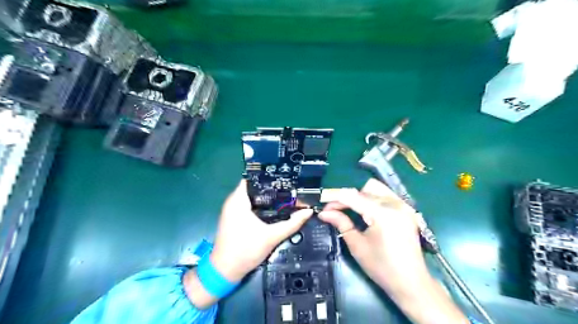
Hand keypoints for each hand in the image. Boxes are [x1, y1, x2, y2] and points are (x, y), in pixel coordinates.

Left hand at [211, 178, 313, 281]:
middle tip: (290, 186)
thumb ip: (292, 224)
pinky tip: (275, 208)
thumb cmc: (245, 251)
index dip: (269, 175)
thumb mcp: (272, 237)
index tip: (285, 176)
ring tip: (286, 194)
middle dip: (271, 186)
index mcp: (238, 200)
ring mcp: (232, 210)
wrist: (225, 271)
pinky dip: (261, 205)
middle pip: (254, 187)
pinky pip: (248, 205)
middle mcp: (233, 202)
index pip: (253, 178)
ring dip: (267, 196)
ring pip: (252, 196)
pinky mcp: (234, 218)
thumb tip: (308, 211)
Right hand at [318, 180, 424, 293]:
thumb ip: (341, 223)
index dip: (336, 200)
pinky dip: (373, 198)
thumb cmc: (381, 267)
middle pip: (364, 189)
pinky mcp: (407, 209)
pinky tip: (367, 211)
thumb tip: (324, 213)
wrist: (411, 282)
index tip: (324, 207)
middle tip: (336, 211)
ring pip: (376, 188)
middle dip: (348, 197)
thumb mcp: (357, 245)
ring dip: (361, 196)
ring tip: (352, 210)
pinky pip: (386, 195)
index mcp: (383, 214)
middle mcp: (395, 204)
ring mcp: (403, 205)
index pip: (353, 197)